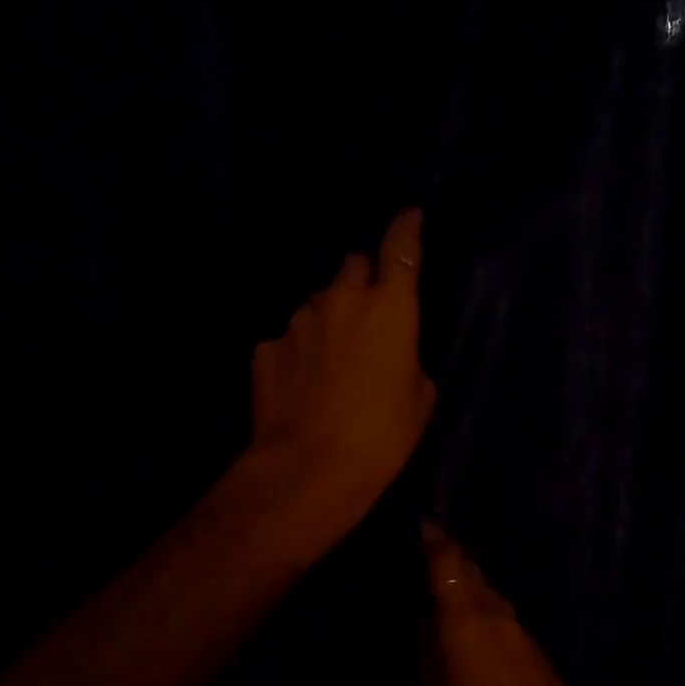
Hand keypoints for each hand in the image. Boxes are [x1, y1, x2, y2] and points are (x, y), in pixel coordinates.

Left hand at [249, 208, 436, 515]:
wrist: (311, 468)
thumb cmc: (382, 437)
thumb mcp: (419, 401)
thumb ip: (408, 362)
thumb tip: (393, 356)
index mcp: (389, 310)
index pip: (401, 250)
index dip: (405, 230)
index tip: (408, 216)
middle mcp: (340, 301)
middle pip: (352, 267)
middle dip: (361, 283)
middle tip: (367, 317)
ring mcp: (297, 322)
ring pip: (317, 305)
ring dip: (327, 321)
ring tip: (331, 364)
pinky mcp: (265, 348)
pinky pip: (288, 340)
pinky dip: (298, 354)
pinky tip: (302, 387)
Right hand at [419, 522, 602, 685]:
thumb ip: (425, 660)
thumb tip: (423, 627)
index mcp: (466, 620)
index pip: (448, 565)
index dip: (434, 541)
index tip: (421, 523)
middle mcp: (496, 614)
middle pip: (471, 572)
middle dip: (449, 558)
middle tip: (425, 554)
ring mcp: (521, 631)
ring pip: (488, 593)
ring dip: (466, 585)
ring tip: (440, 592)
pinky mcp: (535, 651)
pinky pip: (500, 615)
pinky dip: (480, 610)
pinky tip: (467, 628)